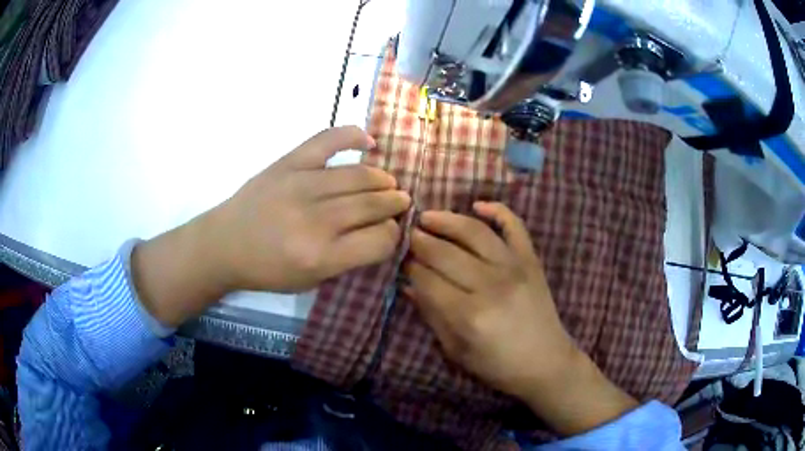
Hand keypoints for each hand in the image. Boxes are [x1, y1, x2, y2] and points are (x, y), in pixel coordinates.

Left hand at [132, 126, 410, 326]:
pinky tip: (369, 142)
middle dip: (395, 204)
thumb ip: (348, 258)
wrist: (224, 244)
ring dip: (382, 179)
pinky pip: (328, 140)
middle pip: (373, 205)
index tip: (391, 231)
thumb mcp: (311, 281)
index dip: (393, 235)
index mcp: (321, 257)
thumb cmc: (266, 270)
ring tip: (388, 183)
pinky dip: (353, 136)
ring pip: (360, 175)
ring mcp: (301, 185)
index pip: (379, 240)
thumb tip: (380, 230)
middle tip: (400, 202)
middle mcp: (315, 220)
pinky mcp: (288, 163)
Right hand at [403, 202, 573, 398]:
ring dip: (447, 219)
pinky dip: (498, 210)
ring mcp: (515, 267)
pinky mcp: (531, 260)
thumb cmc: (497, 365)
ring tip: (428, 216)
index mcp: (468, 315)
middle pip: (446, 253)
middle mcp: (491, 285)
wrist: (545, 362)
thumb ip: (431, 315)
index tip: (399, 260)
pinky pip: (515, 226)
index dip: (409, 267)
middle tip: (407, 233)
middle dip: (420, 240)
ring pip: (475, 232)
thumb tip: (408, 284)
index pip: (428, 279)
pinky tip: (478, 205)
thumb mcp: (456, 350)